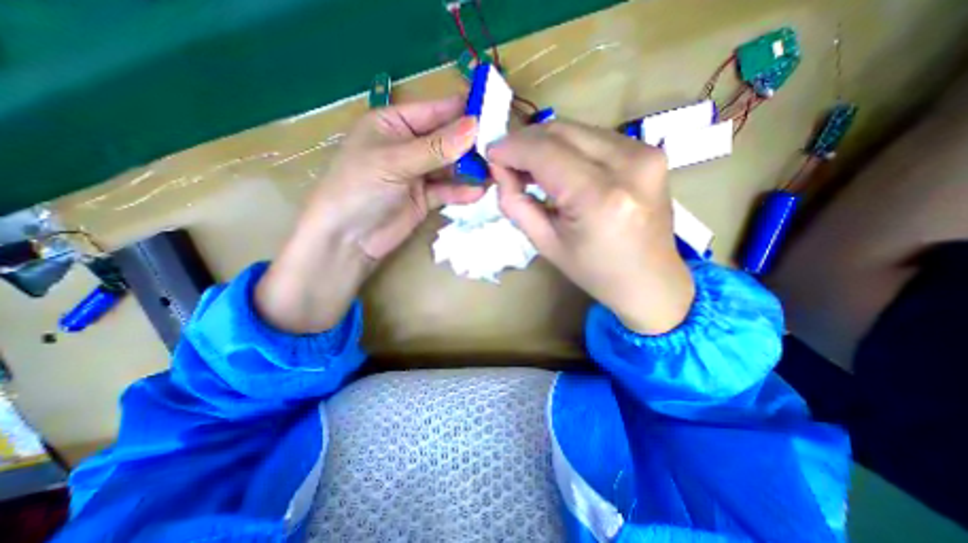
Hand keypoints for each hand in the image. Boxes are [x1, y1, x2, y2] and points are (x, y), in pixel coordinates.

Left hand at [256, 95, 483, 332]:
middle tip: (500, 148)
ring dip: (471, 170)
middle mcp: (409, 146)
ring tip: (495, 172)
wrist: (348, 239)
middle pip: (447, 140)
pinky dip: (462, 192)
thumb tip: (474, 127)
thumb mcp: (395, 162)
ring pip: (451, 167)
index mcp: (394, 124)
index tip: (495, 111)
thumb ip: (436, 148)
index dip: (463, 110)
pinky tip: (478, 193)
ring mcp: (418, 174)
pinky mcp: (425, 198)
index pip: (435, 111)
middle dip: (471, 144)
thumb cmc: (359, 188)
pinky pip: (448, 191)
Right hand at [492, 121, 694, 334]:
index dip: (511, 148)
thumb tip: (500, 171)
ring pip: (576, 129)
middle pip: (561, 131)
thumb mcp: (546, 244)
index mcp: (598, 196)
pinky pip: (595, 137)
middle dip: (525, 141)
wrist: (651, 279)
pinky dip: (569, 146)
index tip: (491, 154)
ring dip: (546, 143)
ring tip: (530, 167)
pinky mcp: (649, 152)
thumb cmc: (594, 271)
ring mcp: (644, 152)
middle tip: (507, 161)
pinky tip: (559, 167)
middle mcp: (628, 164)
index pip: (544, 152)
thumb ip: (516, 204)